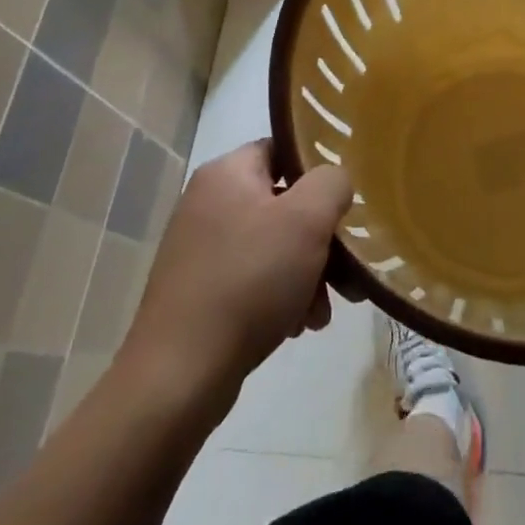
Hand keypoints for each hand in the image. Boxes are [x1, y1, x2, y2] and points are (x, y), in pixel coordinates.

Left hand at [124, 141, 351, 410]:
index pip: (283, 149)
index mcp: (227, 173)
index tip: (345, 202)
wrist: (179, 375)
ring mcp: (200, 249)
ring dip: (307, 274)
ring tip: (322, 313)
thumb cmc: (248, 281)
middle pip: (284, 203)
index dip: (318, 172)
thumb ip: (331, 183)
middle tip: (345, 271)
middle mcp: (208, 203)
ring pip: (274, 246)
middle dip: (321, 239)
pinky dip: (281, 296)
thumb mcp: (306, 220)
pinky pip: (254, 278)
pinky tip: (296, 326)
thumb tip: (333, 182)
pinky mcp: (199, 290)